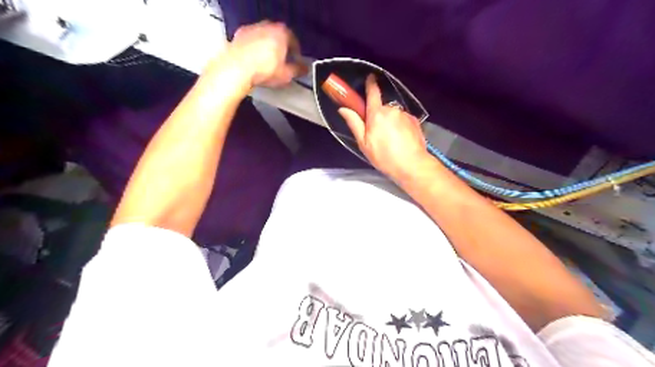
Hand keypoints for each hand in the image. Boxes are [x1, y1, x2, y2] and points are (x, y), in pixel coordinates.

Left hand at [220, 20, 307, 88]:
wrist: (237, 69)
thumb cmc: (262, 69)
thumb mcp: (286, 74)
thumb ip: (298, 70)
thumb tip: (303, 70)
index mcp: (282, 33)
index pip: (293, 40)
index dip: (296, 52)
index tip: (295, 60)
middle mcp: (267, 27)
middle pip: (278, 37)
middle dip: (281, 48)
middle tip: (282, 61)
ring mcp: (252, 30)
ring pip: (264, 38)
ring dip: (267, 48)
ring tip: (268, 63)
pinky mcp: (239, 36)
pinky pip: (251, 42)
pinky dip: (254, 50)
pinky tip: (255, 62)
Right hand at [337, 75, 430, 181]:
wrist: (411, 165)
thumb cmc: (384, 156)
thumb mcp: (364, 143)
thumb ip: (354, 123)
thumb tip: (343, 109)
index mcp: (377, 114)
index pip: (373, 92)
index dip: (370, 84)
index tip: (370, 77)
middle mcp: (391, 109)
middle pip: (382, 108)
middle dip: (378, 116)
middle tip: (378, 134)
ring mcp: (405, 114)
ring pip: (393, 115)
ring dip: (391, 122)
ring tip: (392, 140)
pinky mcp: (415, 120)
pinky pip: (404, 120)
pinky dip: (401, 126)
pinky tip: (401, 140)